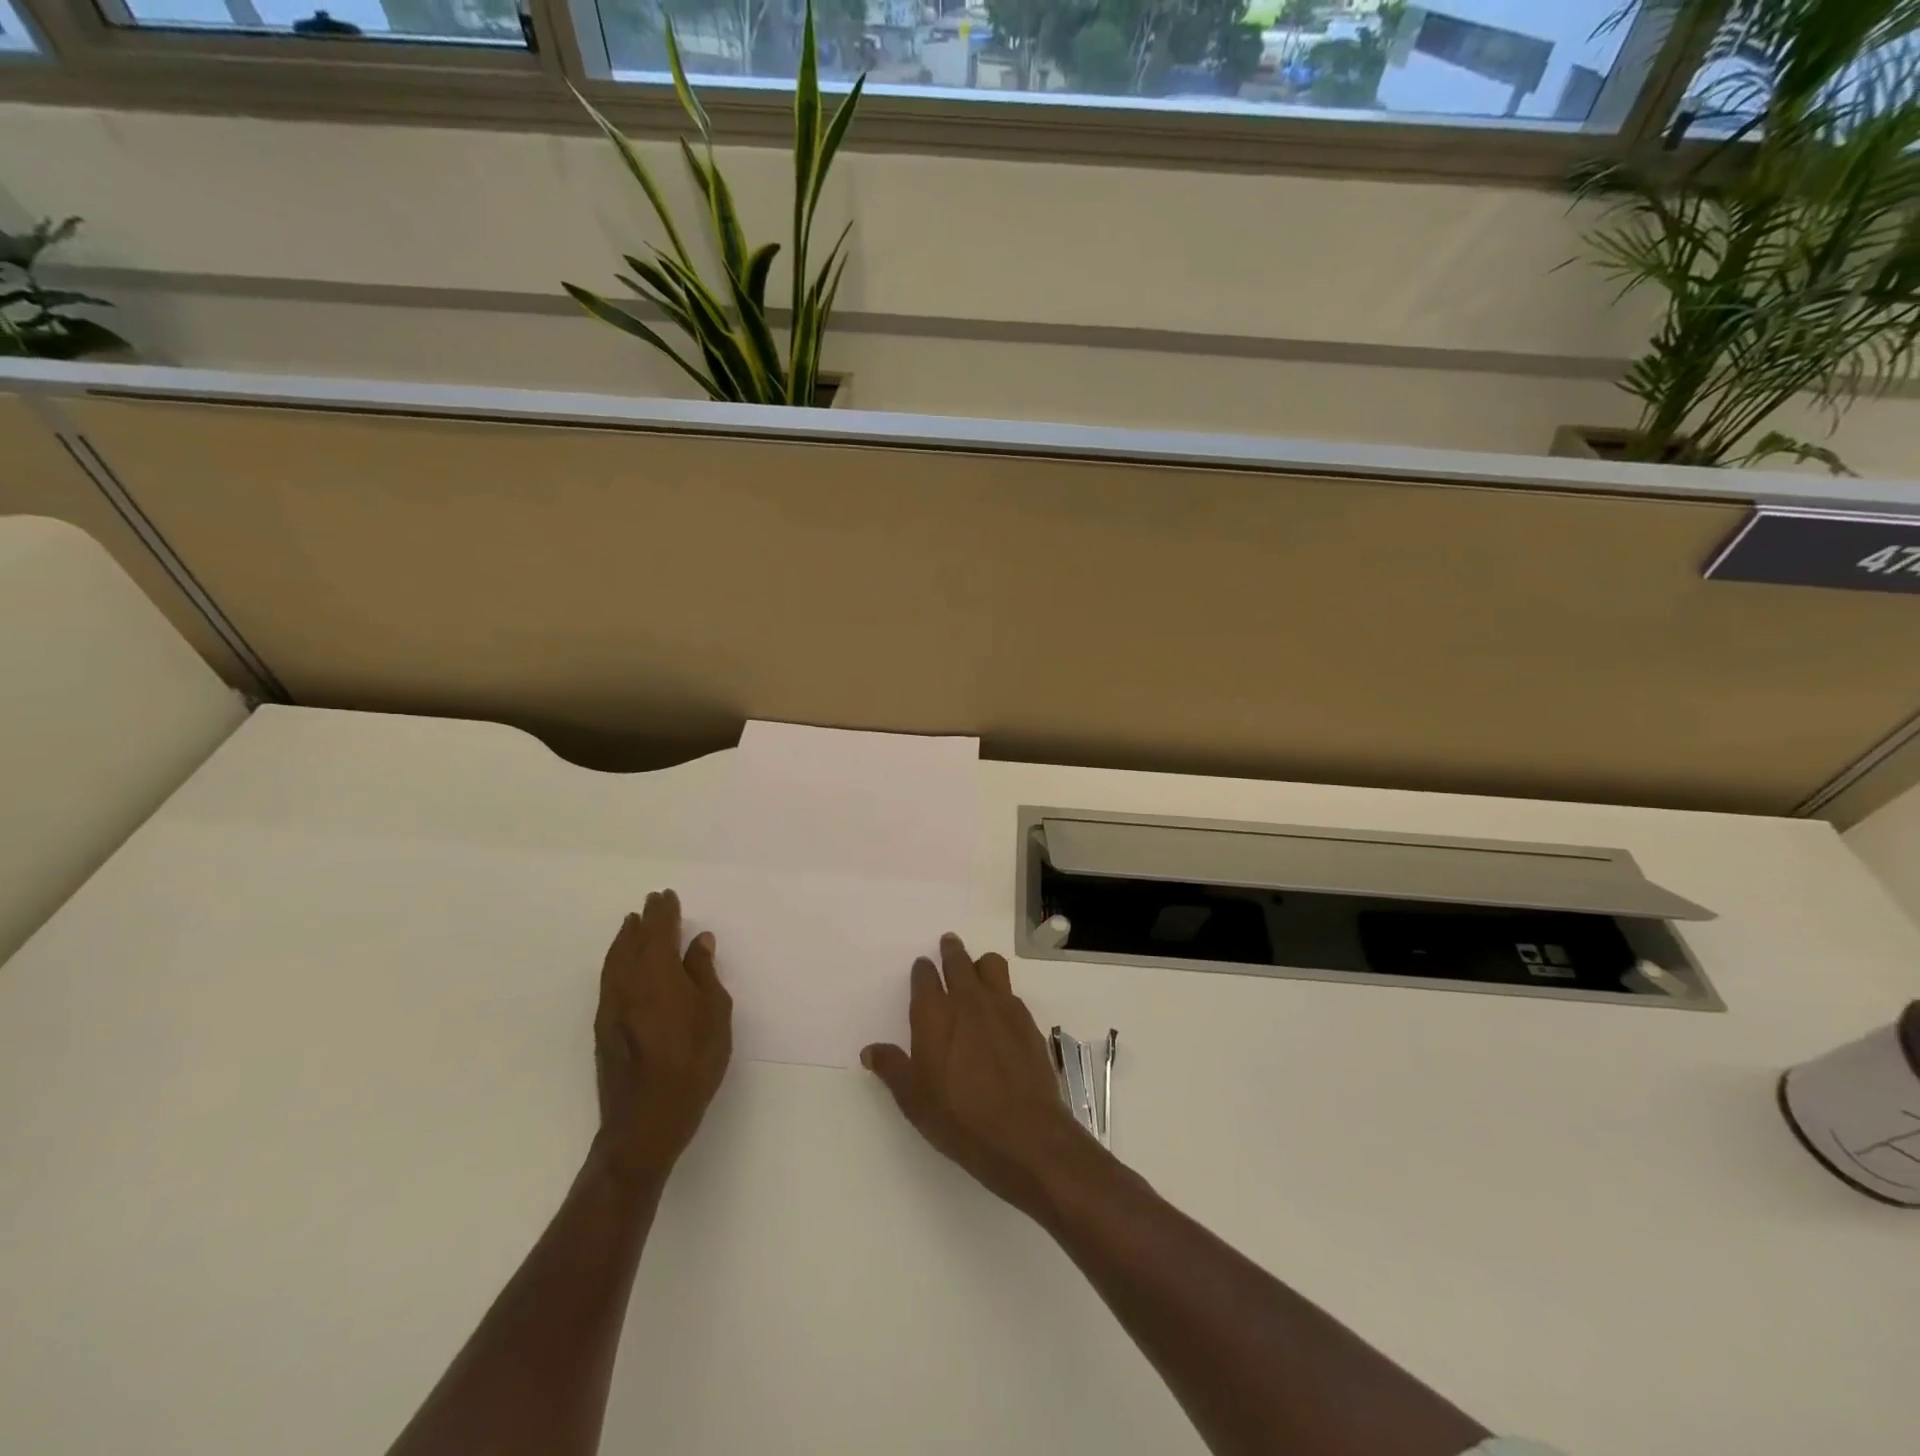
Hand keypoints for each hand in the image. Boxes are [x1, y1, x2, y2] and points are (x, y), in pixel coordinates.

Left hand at [593, 890, 732, 1184]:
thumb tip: (698, 942)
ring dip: (625, 938)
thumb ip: (704, 974)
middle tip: (651, 902)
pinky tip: (623, 963)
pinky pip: (609, 977)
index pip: (659, 932)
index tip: (667, 896)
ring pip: (615, 959)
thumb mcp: (714, 1015)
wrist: (646, 1119)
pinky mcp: (604, 1025)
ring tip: (632, 924)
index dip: (664, 913)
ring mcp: (611, 1005)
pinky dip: (617, 959)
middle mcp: (628, 982)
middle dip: (644, 921)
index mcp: (658, 974)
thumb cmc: (692, 1063)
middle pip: (633, 941)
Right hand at [862, 933, 1098, 1217]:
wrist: (1023, 1133)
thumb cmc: (958, 1117)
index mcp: (934, 1014)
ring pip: (991, 965)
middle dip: (951, 951)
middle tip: (948, 943)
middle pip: (958, 961)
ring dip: (980, 964)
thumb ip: (892, 1068)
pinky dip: (1002, 993)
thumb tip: (870, 1051)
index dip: (922, 970)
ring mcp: (1002, 1007)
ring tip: (977, 970)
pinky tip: (1000, 1011)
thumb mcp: (913, 1099)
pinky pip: (1011, 992)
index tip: (921, 968)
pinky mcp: (1027, 1021)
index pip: (925, 976)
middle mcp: (968, 1000)